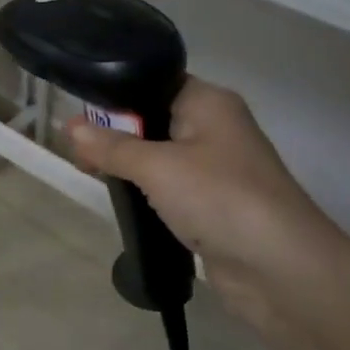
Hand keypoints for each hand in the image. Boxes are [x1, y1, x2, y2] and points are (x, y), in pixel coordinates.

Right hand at [67, 77, 341, 324]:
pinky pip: (169, 187)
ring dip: (128, 164)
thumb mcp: (157, 167)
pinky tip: (119, 197)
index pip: (155, 82)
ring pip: (159, 155)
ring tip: (88, 170)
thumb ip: (112, 147)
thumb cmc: (219, 198)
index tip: (78, 111)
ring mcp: (216, 168)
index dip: (117, 94)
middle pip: (154, 119)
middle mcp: (214, 128)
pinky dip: (145, 191)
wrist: (280, 268)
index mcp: (208, 103)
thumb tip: (69, 127)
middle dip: (115, 132)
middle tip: (75, 148)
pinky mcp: (212, 204)